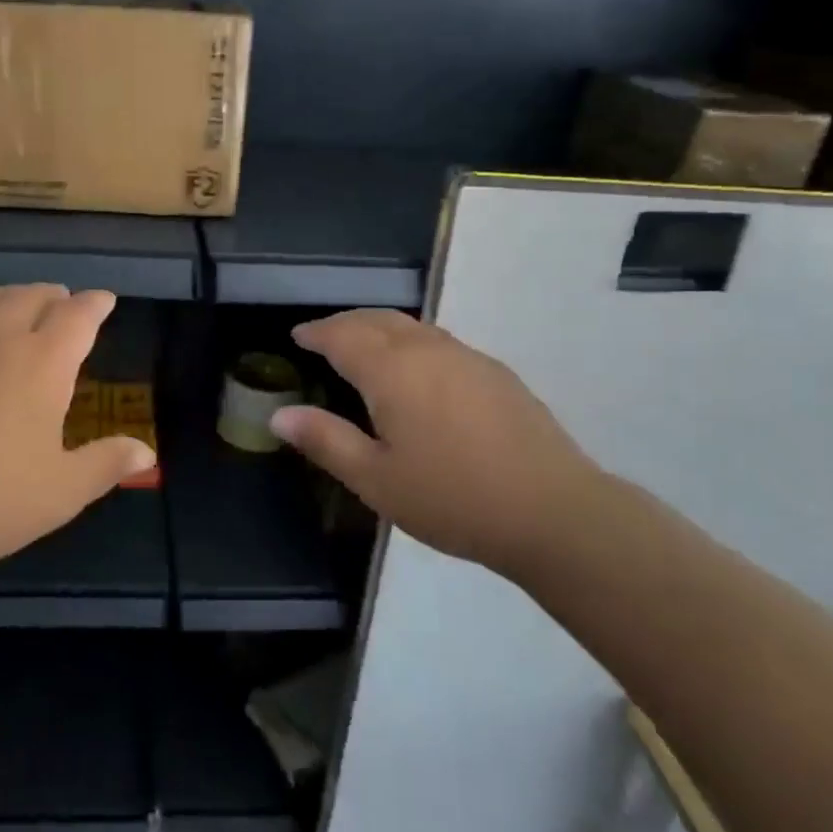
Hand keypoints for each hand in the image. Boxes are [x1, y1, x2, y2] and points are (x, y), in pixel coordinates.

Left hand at [0, 285, 154, 580]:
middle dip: (54, 297)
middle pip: (32, 296)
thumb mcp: (62, 491)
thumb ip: (107, 464)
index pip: (78, 316)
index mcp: (44, 363)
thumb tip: (147, 452)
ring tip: (19, 305)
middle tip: (63, 306)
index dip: (96, 304)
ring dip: (12, 296)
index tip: (104, 301)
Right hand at [270, 310, 609, 574]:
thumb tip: (279, 415)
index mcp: (392, 371)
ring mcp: (468, 358)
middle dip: (346, 323)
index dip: (316, 332)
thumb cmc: (452, 497)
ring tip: (364, 347)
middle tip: (323, 336)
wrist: (553, 511)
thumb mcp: (376, 479)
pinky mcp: (496, 373)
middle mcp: (428, 350)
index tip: (297, 335)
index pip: (343, 336)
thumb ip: (325, 440)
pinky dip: (412, 342)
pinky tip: (417, 371)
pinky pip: (440, 342)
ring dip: (380, 328)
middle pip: (378, 320)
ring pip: (413, 327)